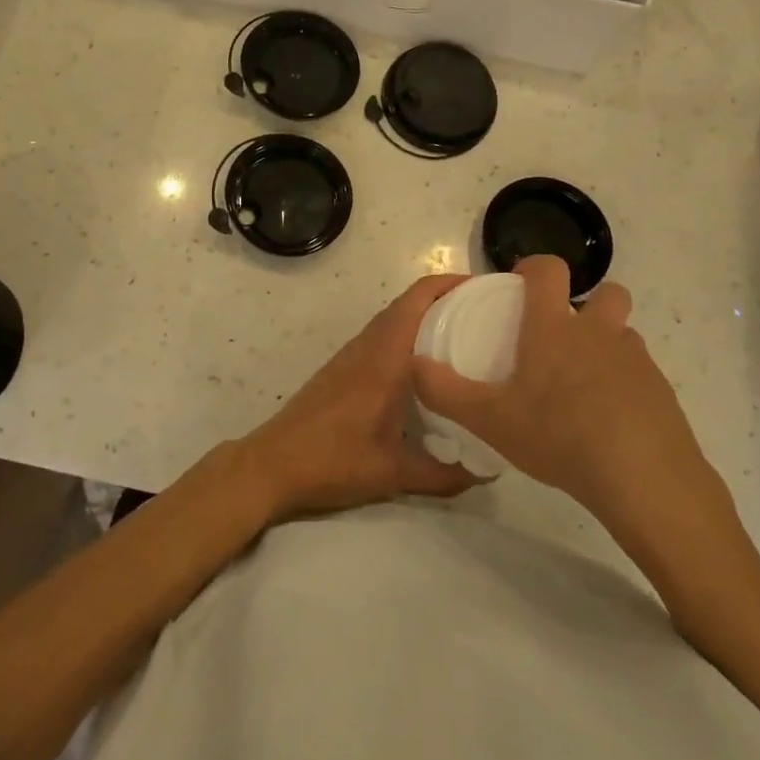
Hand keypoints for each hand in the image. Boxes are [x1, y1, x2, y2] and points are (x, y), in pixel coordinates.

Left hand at [239, 274, 482, 521]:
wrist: (273, 464)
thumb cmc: (334, 461)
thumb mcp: (394, 474)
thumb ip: (444, 475)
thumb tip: (486, 473)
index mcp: (385, 359)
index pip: (416, 302)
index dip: (447, 284)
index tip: (482, 288)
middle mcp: (368, 347)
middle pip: (406, 304)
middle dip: (443, 298)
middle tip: (482, 312)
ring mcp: (350, 355)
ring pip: (391, 320)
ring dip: (422, 316)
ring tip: (461, 334)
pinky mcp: (340, 368)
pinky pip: (379, 337)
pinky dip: (404, 335)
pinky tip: (422, 366)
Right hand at [412, 257, 738, 572]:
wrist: (644, 479)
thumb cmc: (559, 436)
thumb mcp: (490, 420)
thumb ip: (445, 391)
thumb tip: (415, 365)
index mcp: (554, 328)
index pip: (549, 270)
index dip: (535, 268)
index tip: (521, 285)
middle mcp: (598, 332)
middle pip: (607, 293)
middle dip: (589, 304)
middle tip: (563, 337)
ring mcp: (636, 361)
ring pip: (624, 335)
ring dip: (607, 345)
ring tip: (583, 385)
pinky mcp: (662, 392)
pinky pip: (641, 374)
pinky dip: (625, 385)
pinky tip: (609, 421)